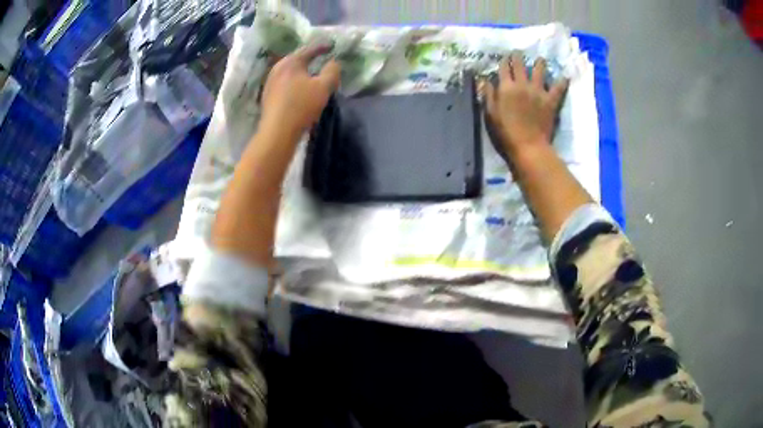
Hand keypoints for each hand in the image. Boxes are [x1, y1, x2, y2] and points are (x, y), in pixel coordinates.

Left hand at [261, 43, 340, 136]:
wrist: (277, 132)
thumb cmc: (301, 106)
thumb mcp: (323, 87)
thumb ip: (332, 71)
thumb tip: (334, 62)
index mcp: (291, 62)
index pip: (309, 49)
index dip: (322, 47)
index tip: (332, 46)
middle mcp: (277, 68)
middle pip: (296, 58)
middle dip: (308, 57)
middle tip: (320, 57)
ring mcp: (270, 82)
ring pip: (288, 71)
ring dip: (300, 70)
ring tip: (310, 72)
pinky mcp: (267, 95)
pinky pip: (283, 82)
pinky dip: (293, 80)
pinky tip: (298, 87)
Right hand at [484, 52, 568, 157]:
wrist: (528, 145)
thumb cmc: (506, 132)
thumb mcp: (490, 113)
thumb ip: (488, 94)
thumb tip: (484, 79)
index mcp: (506, 87)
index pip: (504, 67)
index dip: (504, 61)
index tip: (504, 58)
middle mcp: (522, 84)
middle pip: (520, 64)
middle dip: (518, 56)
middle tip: (518, 53)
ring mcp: (538, 91)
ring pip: (540, 71)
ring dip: (539, 63)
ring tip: (540, 60)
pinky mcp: (550, 100)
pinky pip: (558, 88)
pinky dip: (562, 82)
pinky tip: (565, 77)